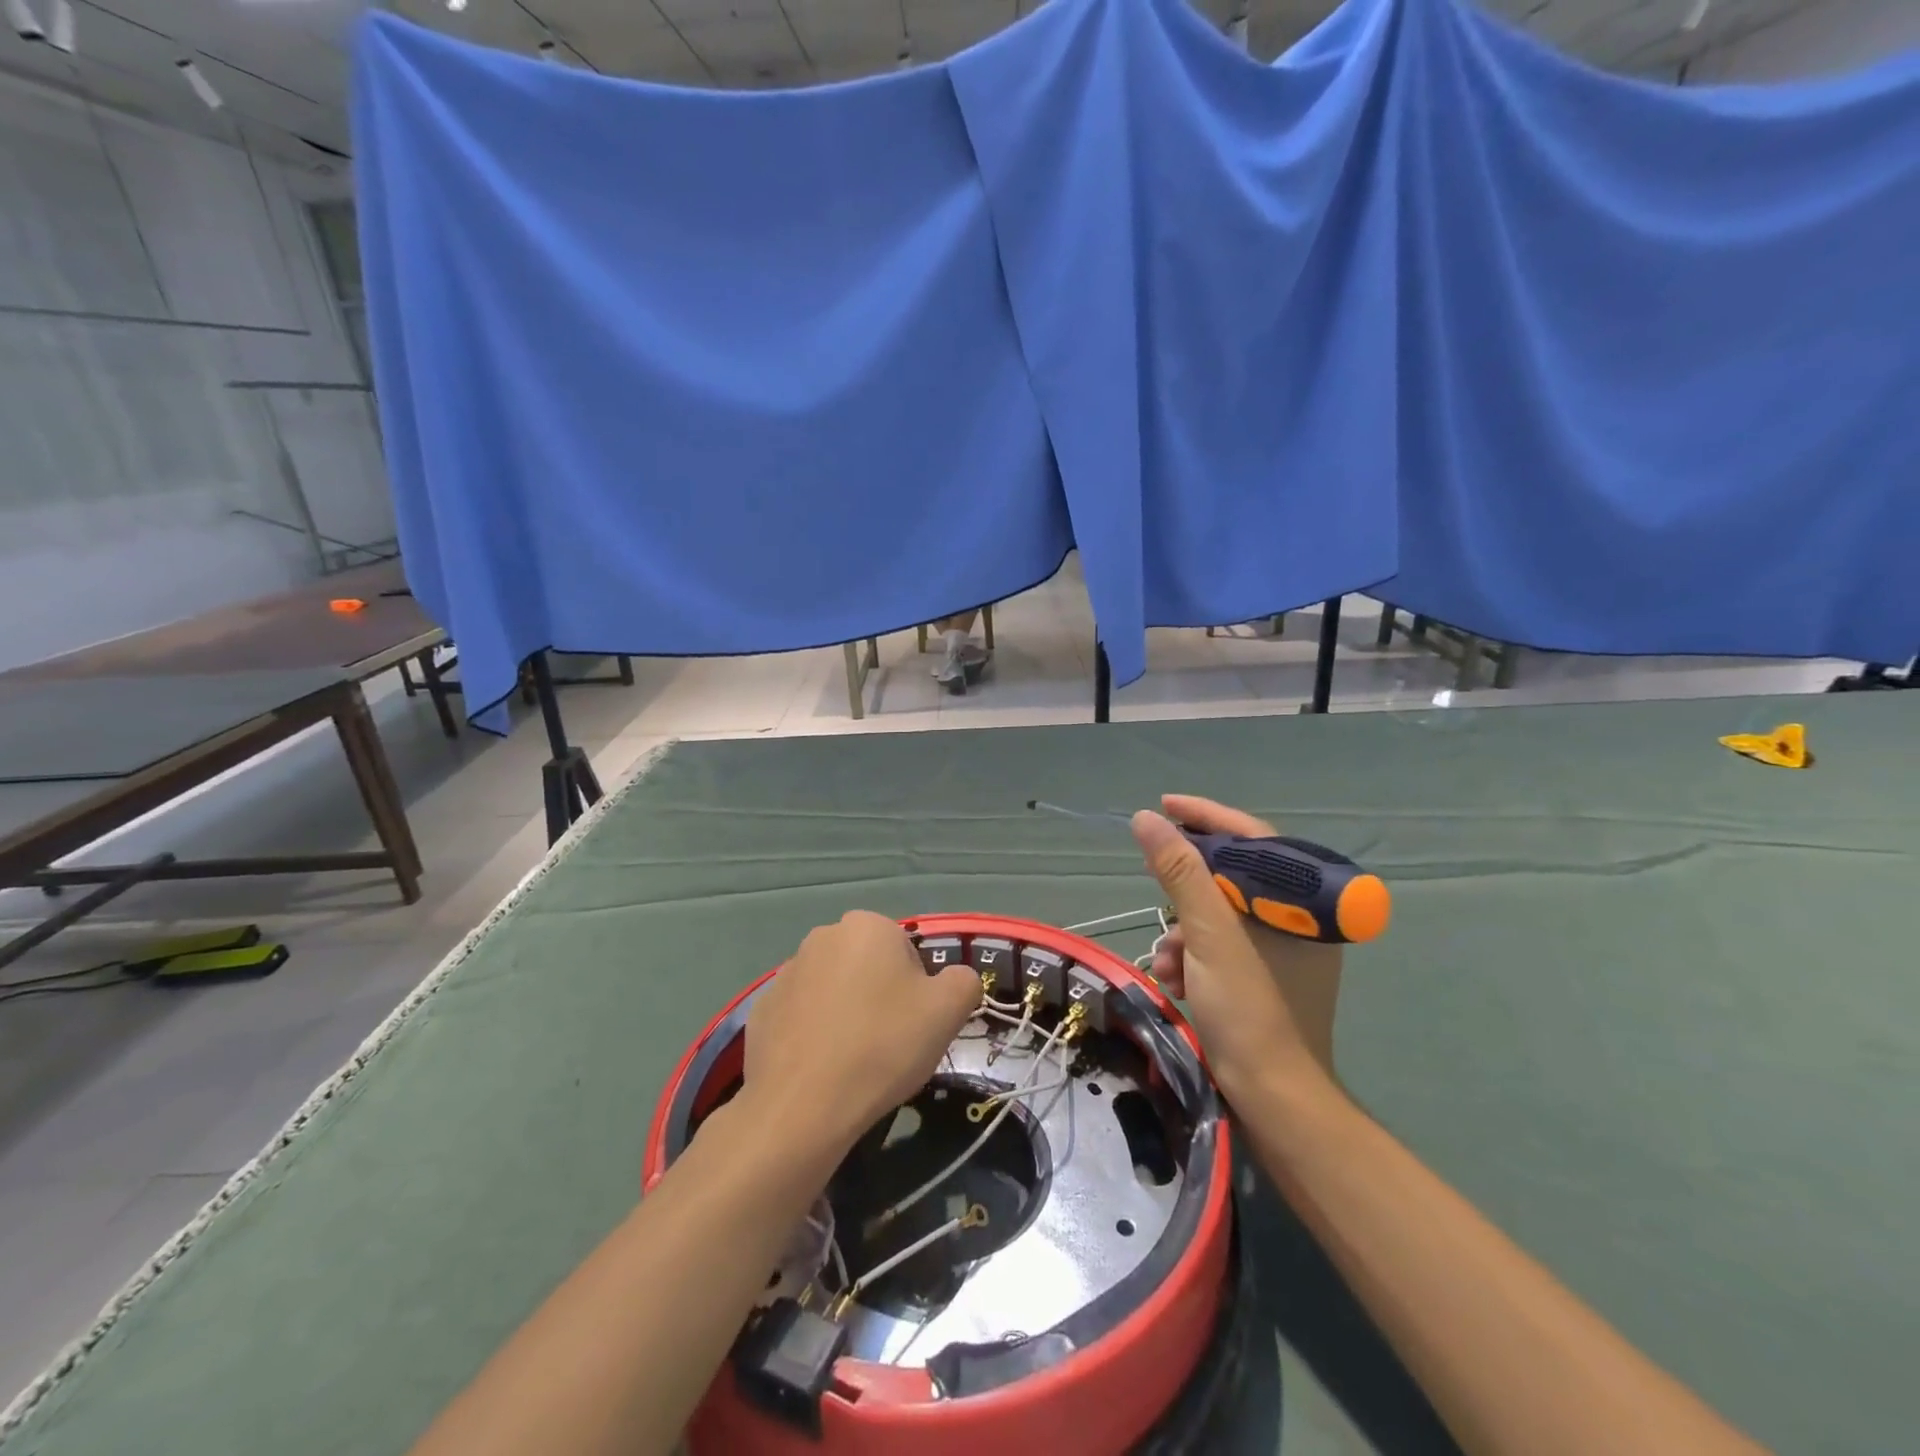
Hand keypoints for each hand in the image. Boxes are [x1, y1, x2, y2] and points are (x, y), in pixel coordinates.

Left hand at [740, 910, 981, 1169]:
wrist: (802, 1106)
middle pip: (869, 966)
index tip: (914, 1025)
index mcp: (867, 926)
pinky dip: (813, 1035)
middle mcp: (823, 936)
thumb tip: (955, 979)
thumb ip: (963, 981)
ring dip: (846, 1014)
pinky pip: (802, 1016)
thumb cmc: (883, 1046)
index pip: (907, 951)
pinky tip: (821, 1069)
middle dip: (880, 997)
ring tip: (853, 1061)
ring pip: (834, 990)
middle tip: (888, 1044)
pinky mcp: (761, 1009)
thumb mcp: (949, 1011)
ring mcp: (786, 973)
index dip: (917, 990)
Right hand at [1132, 797, 1341, 1100]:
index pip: (1251, 837)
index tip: (1163, 805)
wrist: (1274, 1097)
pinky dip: (1195, 956)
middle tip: (1150, 879)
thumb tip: (1147, 819)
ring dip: (1183, 932)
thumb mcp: (1208, 934)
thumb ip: (1179, 872)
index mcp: (1300, 902)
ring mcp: (1282, 949)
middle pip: (1231, 876)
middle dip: (1184, 888)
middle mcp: (1296, 919)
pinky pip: (1222, 944)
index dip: (1204, 816)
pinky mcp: (1265, 975)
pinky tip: (1177, 980)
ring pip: (1220, 915)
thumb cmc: (1249, 1008)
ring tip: (1166, 963)